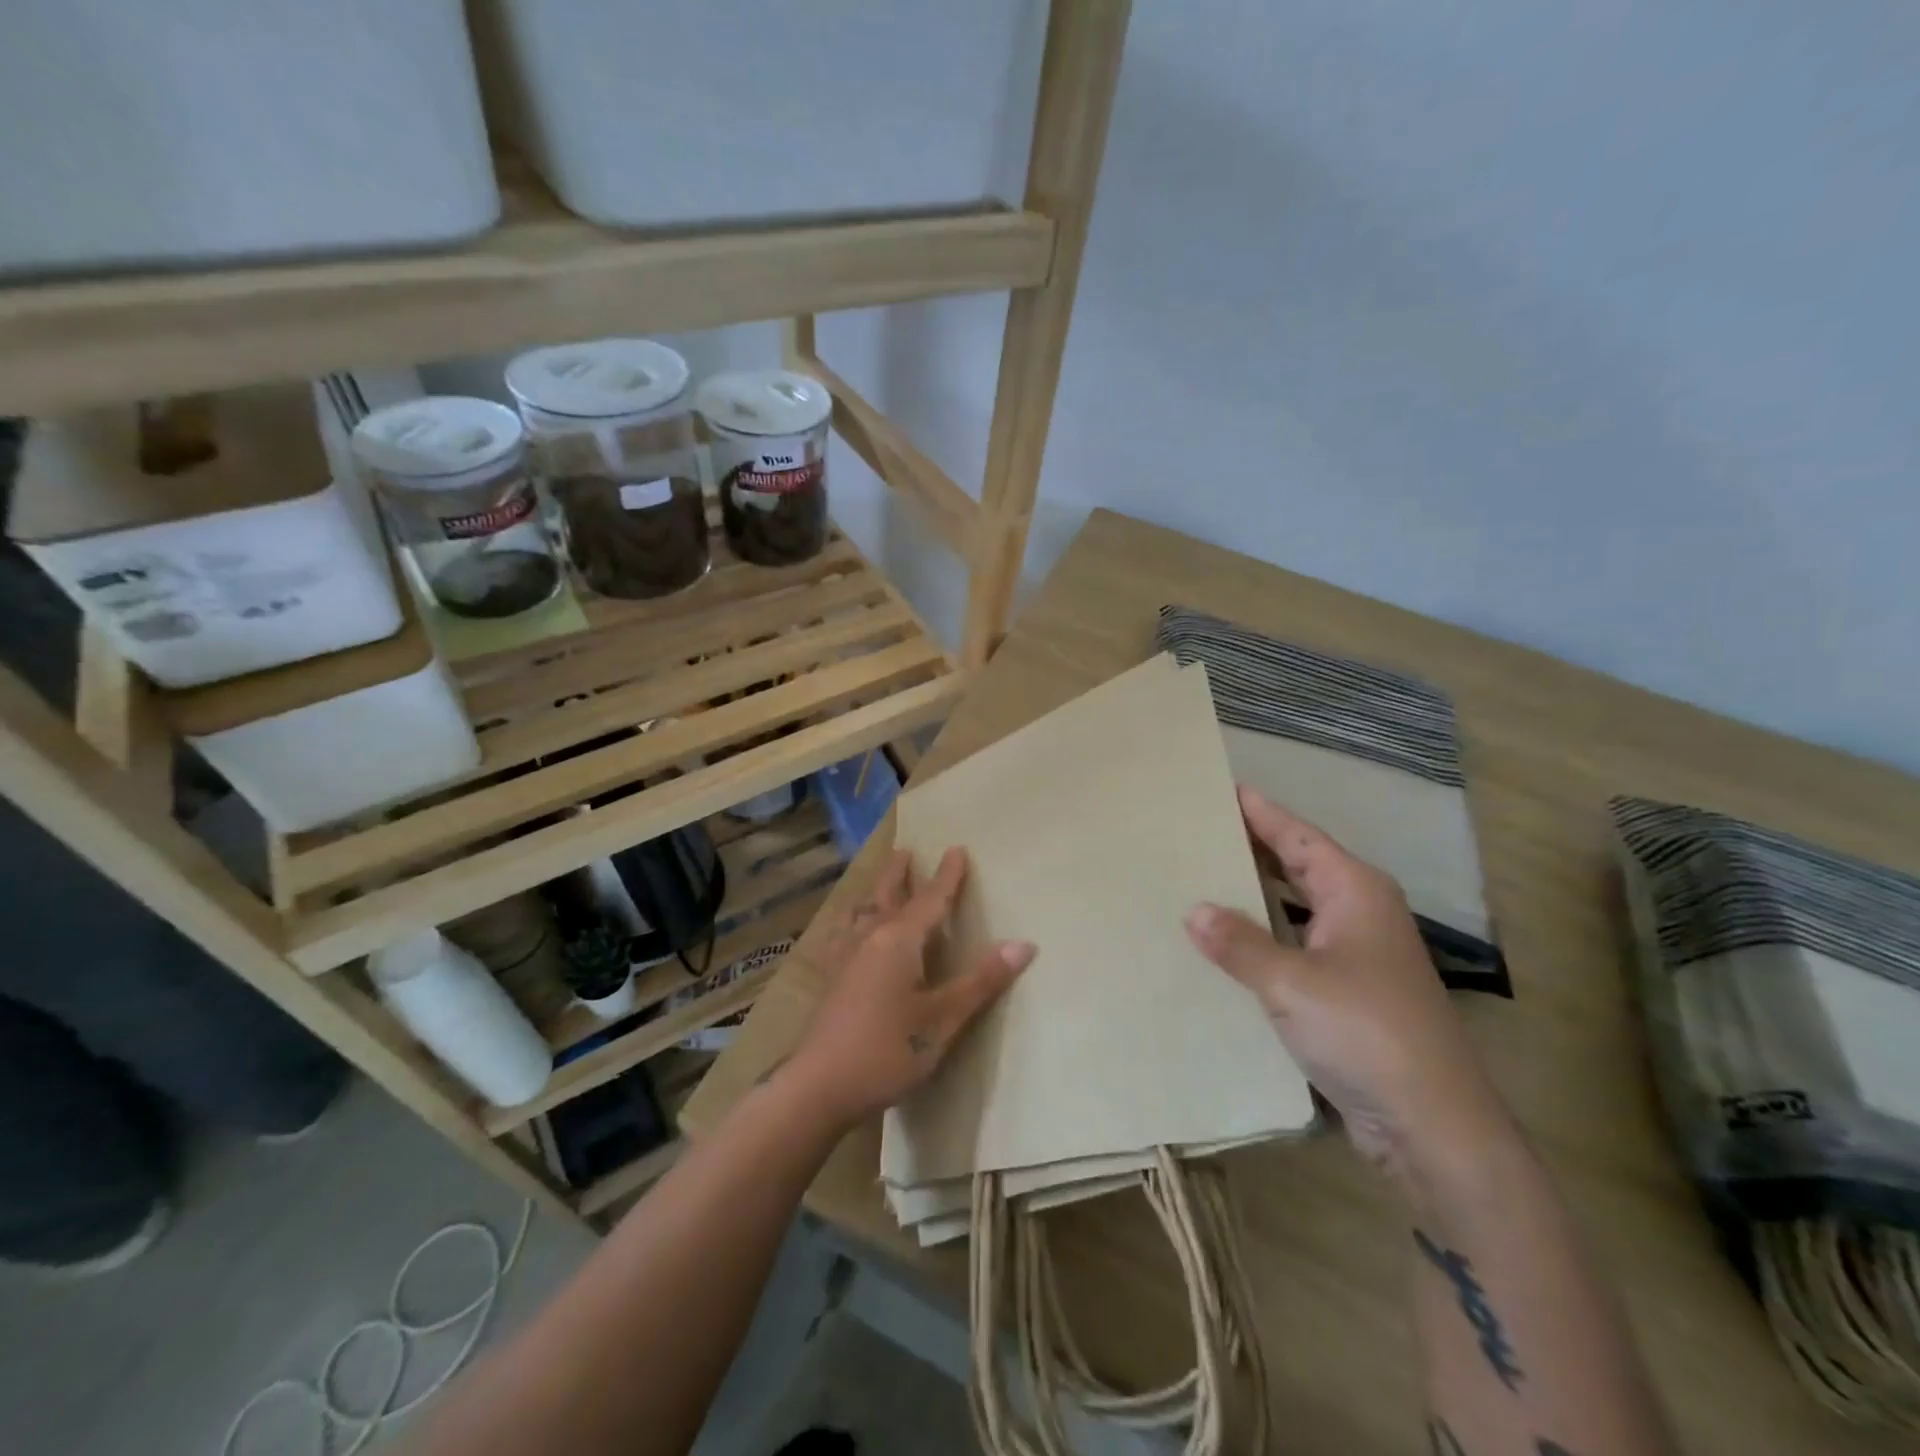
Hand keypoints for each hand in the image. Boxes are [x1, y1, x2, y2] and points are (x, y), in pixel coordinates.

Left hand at [784, 845, 1033, 1130]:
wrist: (819, 1086)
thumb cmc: (888, 1051)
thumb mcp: (943, 1019)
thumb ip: (982, 980)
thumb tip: (1024, 944)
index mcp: (899, 940)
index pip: (930, 899)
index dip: (947, 876)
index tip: (956, 849)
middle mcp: (869, 938)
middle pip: (887, 895)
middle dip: (899, 874)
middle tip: (905, 851)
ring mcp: (845, 958)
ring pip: (861, 912)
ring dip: (874, 893)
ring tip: (878, 884)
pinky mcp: (831, 980)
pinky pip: (842, 935)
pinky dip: (849, 923)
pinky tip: (844, 933)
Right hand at [1184, 786, 1510, 1189]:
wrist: (1433, 1125)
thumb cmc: (1366, 1033)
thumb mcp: (1291, 982)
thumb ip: (1239, 943)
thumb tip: (1194, 910)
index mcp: (1354, 891)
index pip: (1297, 836)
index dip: (1259, 811)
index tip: (1219, 787)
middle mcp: (1358, 912)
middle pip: (1296, 865)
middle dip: (1251, 848)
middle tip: (1197, 830)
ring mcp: (1355, 954)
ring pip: (1293, 908)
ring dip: (1253, 895)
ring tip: (1200, 878)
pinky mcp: (1346, 991)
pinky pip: (1293, 946)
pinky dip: (1261, 937)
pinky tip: (1226, 944)